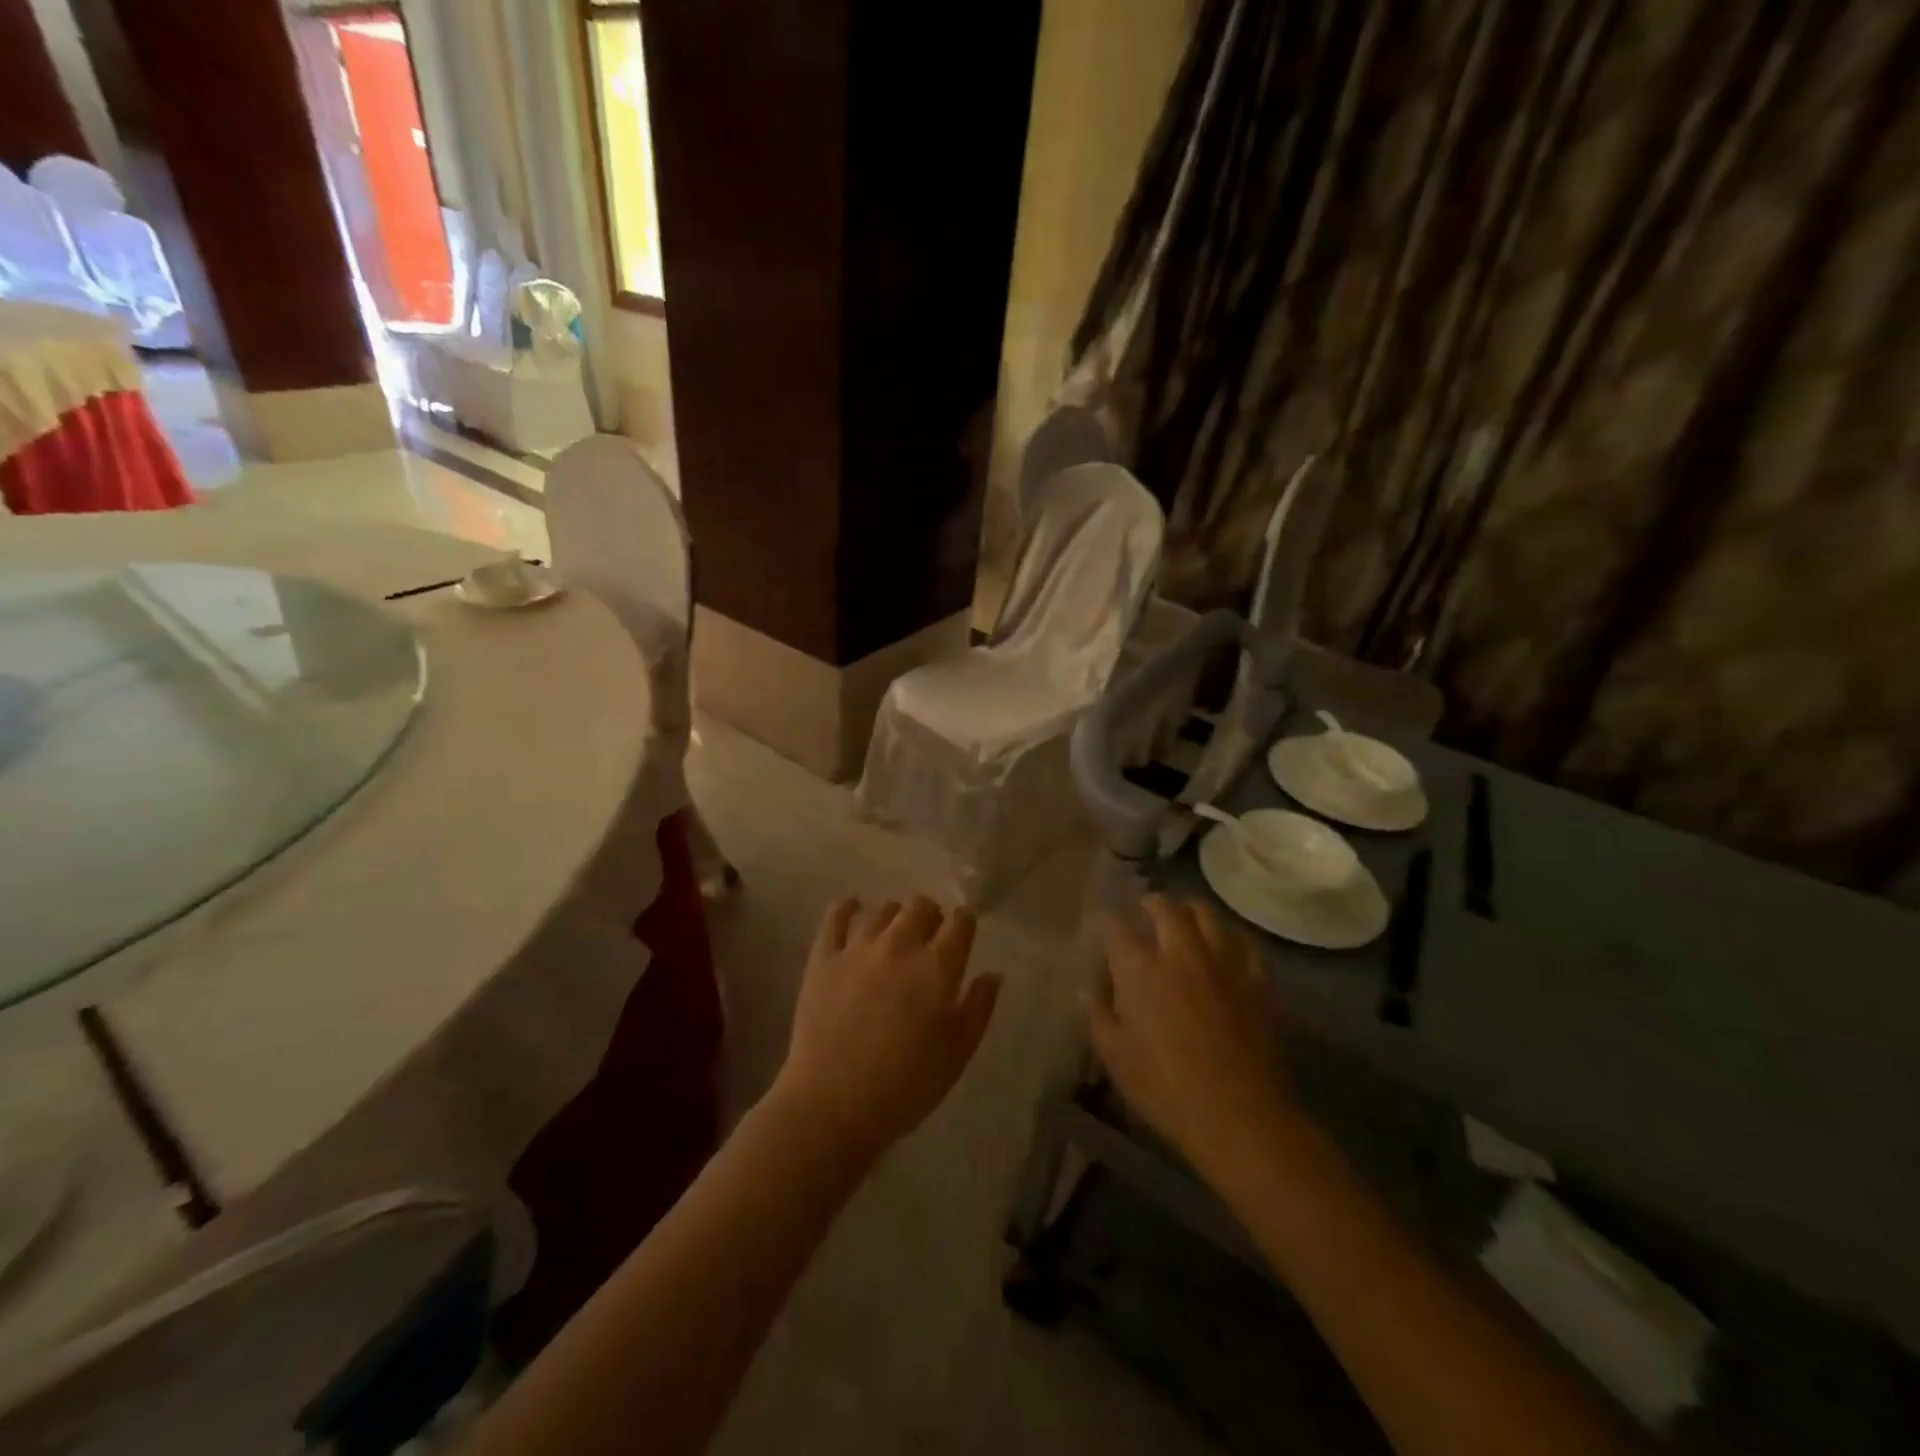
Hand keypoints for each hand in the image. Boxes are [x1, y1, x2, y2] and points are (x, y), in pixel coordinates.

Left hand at [771, 896, 1000, 1164]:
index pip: (960, 922)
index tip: (963, 933)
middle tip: (929, 938)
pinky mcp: (823, 958)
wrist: (833, 1104)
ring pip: (882, 910)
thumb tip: (992, 973)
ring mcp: (858, 948)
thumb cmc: (906, 1086)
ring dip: (895, 916)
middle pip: (921, 907)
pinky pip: (835, 918)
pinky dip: (847, 907)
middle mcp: (900, 945)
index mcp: (937, 967)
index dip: (964, 923)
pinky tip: (852, 906)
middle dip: (930, 916)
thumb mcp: (958, 1053)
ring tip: (894, 933)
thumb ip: (979, 1007)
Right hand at [1086, 896, 1303, 1180]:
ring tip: (1185, 920)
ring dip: (1190, 911)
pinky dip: (1229, 937)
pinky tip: (1225, 948)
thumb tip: (1087, 991)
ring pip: (1206, 913)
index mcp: (1139, 970)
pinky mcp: (1255, 978)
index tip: (1107, 928)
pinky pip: (1243, 941)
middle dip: (1151, 904)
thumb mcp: (1117, 1058)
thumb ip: (1099, 1017)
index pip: (1117, 927)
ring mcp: (1222, 962)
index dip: (1109, 923)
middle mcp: (1179, 953)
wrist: (1238, 1114)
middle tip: (1147, 911)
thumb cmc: (1165, 1089)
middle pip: (1164, 907)